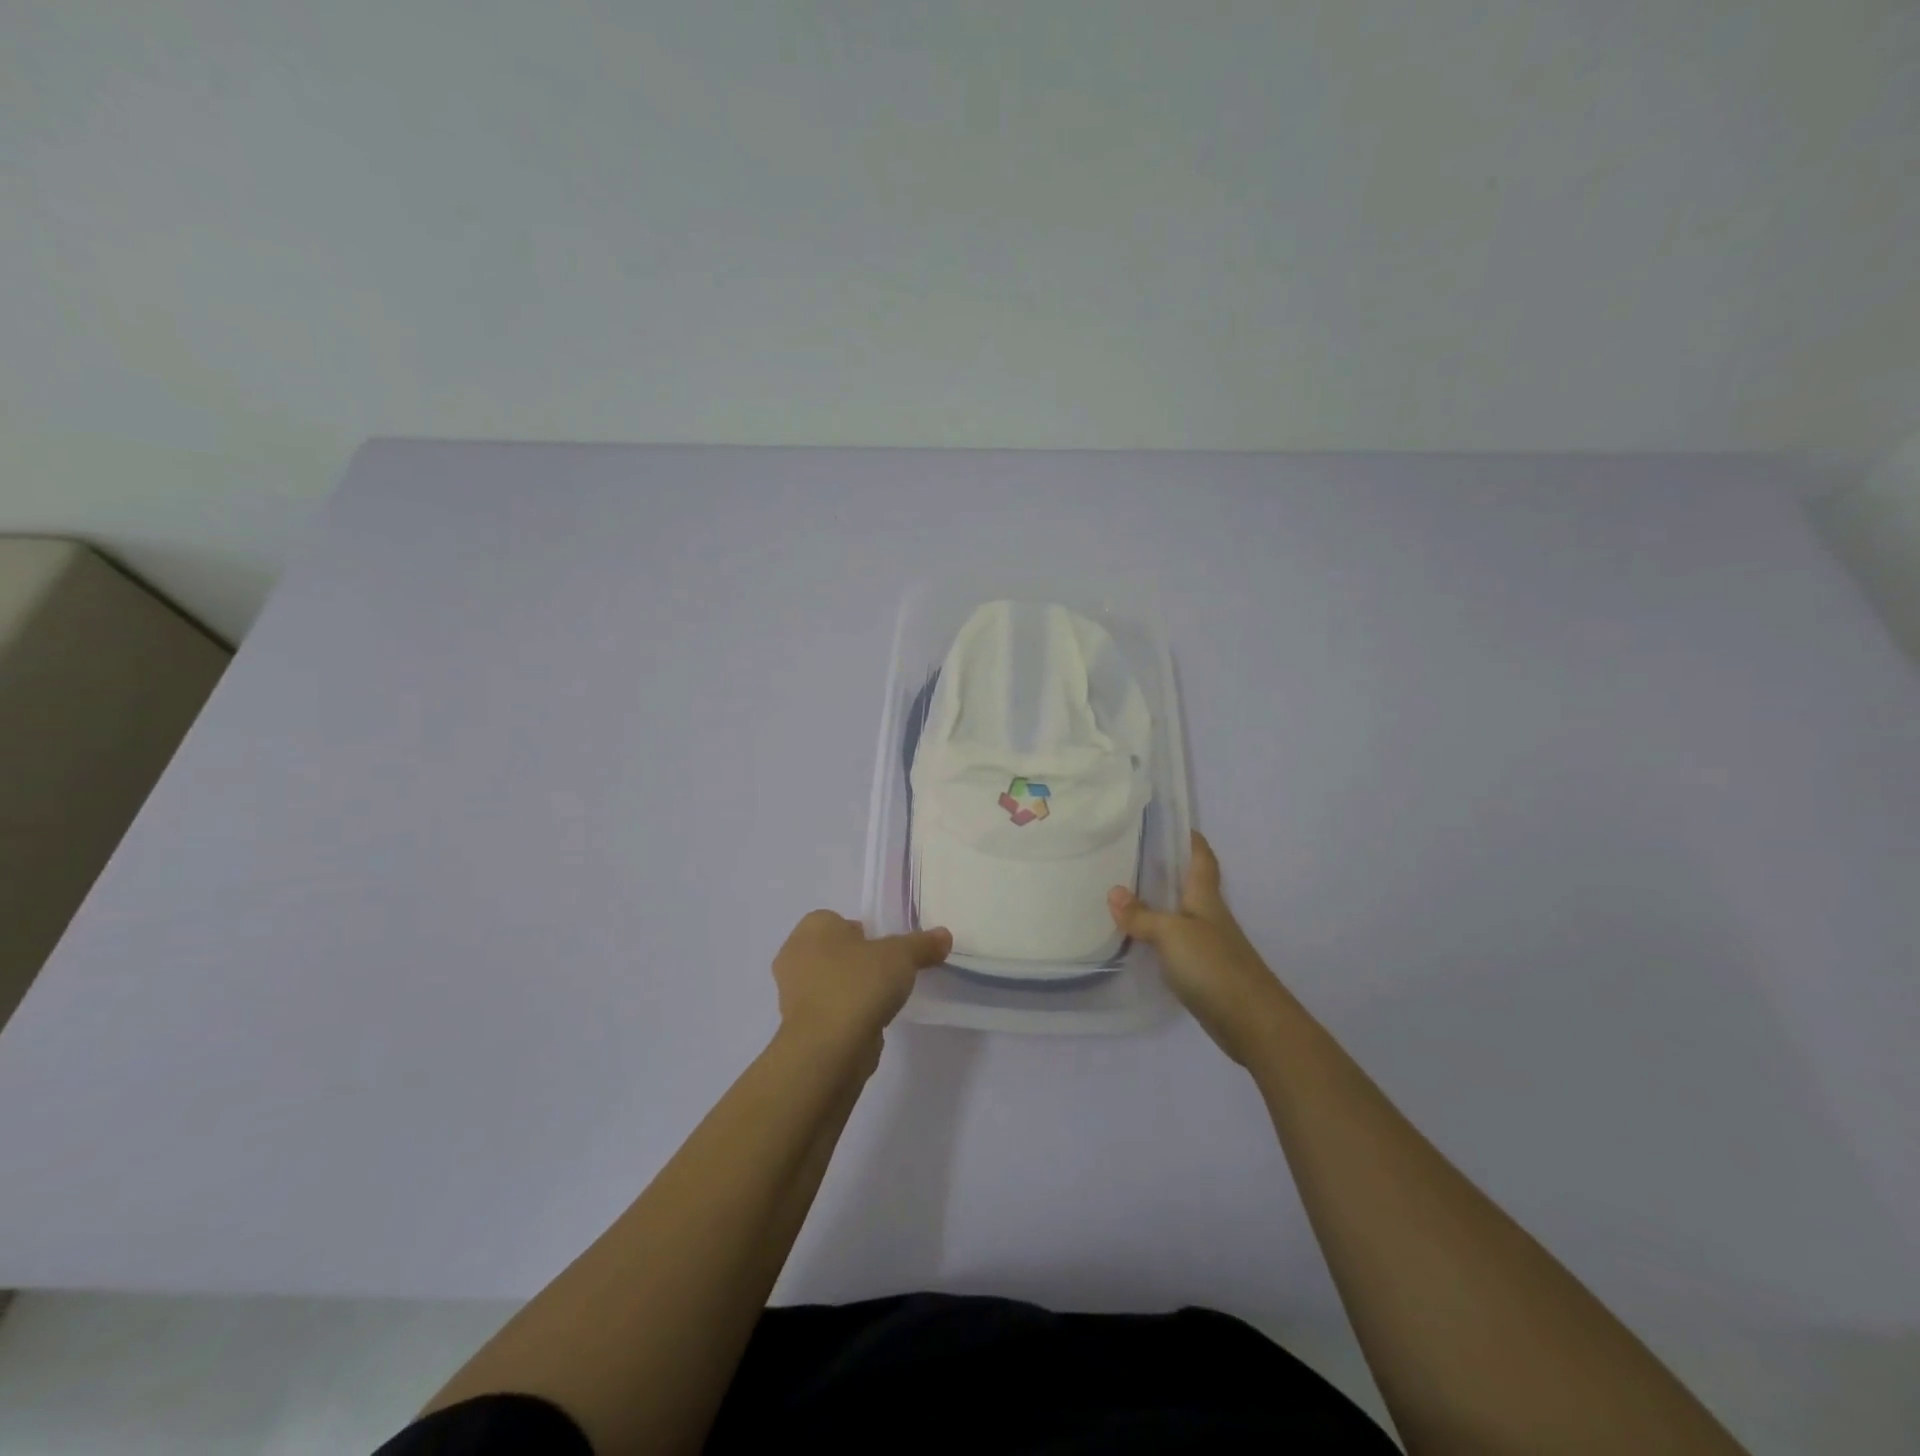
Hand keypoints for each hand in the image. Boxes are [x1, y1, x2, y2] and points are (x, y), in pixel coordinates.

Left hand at [772, 911, 951, 1061]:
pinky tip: (869, 1023)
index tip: (887, 950)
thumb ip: (922, 944)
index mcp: (812, 928)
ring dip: (851, 990)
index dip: (864, 933)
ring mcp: (792, 994)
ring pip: (829, 983)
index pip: (837, 920)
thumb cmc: (859, 984)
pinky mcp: (799, 1027)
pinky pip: (829, 1011)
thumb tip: (944, 936)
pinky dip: (846, 1015)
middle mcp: (794, 955)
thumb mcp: (902, 956)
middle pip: (833, 951)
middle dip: (857, 961)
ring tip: (882, 1001)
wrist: (828, 1048)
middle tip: (887, 973)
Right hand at [1108, 831, 1289, 1065]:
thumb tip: (1113, 892)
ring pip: (1181, 915)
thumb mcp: (1171, 933)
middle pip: (1190, 885)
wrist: (1251, 1021)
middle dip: (1167, 870)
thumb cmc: (1213, 965)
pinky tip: (1137, 940)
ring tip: (1125, 894)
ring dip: (1159, 904)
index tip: (1174, 824)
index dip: (1192, 840)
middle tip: (1131, 856)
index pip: (1202, 858)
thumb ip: (1141, 915)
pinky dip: (1158, 937)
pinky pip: (1176, 944)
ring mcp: (1208, 945)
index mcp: (1205, 898)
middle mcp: (1209, 916)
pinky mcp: (1203, 972)